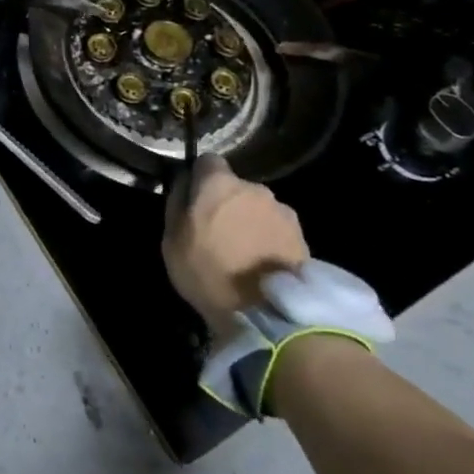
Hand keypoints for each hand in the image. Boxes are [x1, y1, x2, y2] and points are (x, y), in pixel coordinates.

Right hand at [162, 155, 308, 335]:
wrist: (264, 313)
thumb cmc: (206, 272)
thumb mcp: (171, 240)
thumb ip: (177, 203)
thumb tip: (184, 183)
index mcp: (219, 183)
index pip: (208, 161)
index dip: (200, 178)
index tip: (195, 199)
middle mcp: (254, 188)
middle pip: (236, 187)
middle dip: (227, 202)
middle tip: (218, 232)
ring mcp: (282, 211)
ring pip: (259, 208)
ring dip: (250, 221)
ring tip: (244, 253)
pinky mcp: (302, 236)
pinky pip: (277, 229)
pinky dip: (269, 239)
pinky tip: (262, 264)